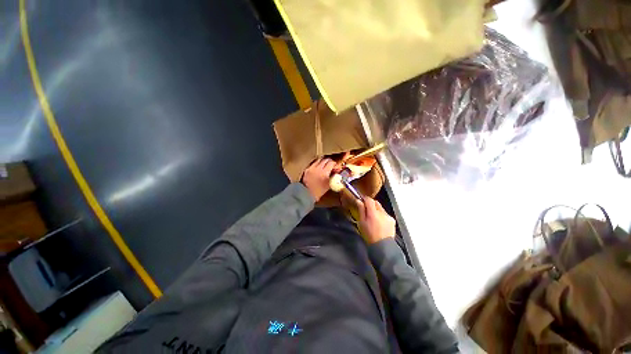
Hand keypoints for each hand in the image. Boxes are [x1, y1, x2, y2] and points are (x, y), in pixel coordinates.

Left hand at [302, 158, 335, 200]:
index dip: (334, 164)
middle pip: (325, 160)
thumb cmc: (318, 192)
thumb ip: (333, 176)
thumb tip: (336, 171)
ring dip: (323, 161)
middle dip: (329, 161)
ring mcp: (311, 168)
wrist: (306, 194)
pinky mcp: (307, 169)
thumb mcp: (328, 185)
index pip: (331, 163)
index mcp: (324, 173)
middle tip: (331, 165)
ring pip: (319, 160)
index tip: (335, 166)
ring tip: (325, 165)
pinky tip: (318, 168)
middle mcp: (317, 168)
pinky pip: (313, 163)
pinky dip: (317, 164)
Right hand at [356, 197, 395, 243]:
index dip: (365, 198)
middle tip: (366, 209)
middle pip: (376, 202)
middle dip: (371, 204)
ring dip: (376, 210)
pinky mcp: (392, 220)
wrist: (383, 246)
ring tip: (373, 217)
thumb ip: (361, 210)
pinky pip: (385, 214)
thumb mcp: (361, 223)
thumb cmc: (369, 235)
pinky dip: (381, 215)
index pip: (369, 200)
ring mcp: (388, 216)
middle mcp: (382, 212)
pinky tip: (379, 222)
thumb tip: (359, 201)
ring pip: (381, 208)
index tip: (361, 200)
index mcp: (373, 213)